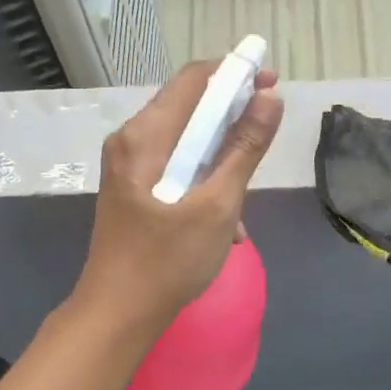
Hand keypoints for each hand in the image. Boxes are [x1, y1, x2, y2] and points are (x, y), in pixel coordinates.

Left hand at [72, 60, 283, 337]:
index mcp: (144, 136)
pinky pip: (175, 168)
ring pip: (186, 142)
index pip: (194, 79)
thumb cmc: (167, 261)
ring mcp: (128, 166)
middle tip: (267, 138)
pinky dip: (203, 182)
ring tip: (245, 197)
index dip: (236, 74)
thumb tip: (270, 98)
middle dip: (232, 119)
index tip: (272, 85)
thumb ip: (245, 149)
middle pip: (189, 108)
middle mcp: (131, 141)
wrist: (118, 315)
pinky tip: (226, 222)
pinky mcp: (133, 189)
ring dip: (221, 159)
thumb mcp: (217, 205)